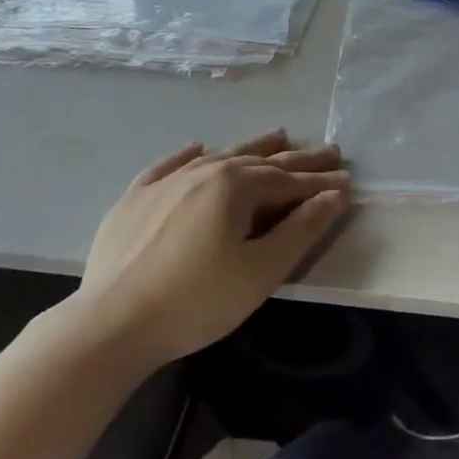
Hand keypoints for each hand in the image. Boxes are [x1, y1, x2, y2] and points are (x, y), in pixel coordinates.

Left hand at [79, 131, 349, 368]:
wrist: (112, 324)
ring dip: (252, 147)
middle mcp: (203, 170)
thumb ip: (301, 229)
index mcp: (235, 186)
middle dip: (297, 159)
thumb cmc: (197, 301)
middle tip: (328, 151)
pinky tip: (197, 147)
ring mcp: (166, 181)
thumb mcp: (260, 271)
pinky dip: (188, 155)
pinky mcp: (136, 198)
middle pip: (259, 161)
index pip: (288, 180)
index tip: (347, 180)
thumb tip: (334, 195)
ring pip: (219, 156)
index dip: (320, 183)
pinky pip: (169, 165)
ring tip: (278, 135)